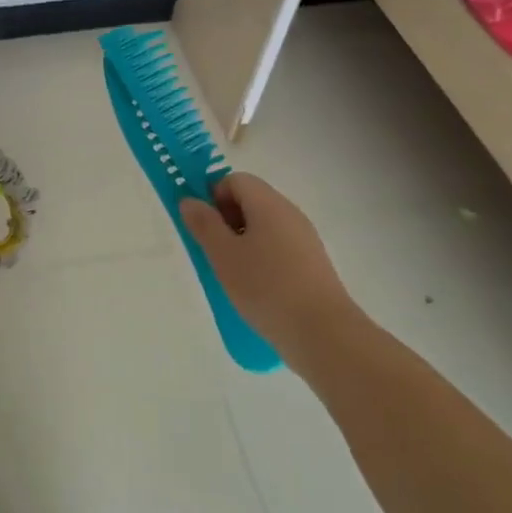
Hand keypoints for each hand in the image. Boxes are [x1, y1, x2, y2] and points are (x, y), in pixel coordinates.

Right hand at [179, 173, 354, 376]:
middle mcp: (289, 213)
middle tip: (213, 252)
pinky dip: (261, 258)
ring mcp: (305, 238)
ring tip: (232, 275)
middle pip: (250, 201)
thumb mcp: (223, 255)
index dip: (213, 197)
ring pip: (264, 226)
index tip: (204, 228)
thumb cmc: (266, 287)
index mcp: (268, 204)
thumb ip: (203, 224)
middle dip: (226, 220)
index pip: (235, 180)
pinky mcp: (312, 263)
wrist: (322, 332)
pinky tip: (255, 288)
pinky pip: (278, 247)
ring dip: (242, 242)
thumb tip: (189, 200)